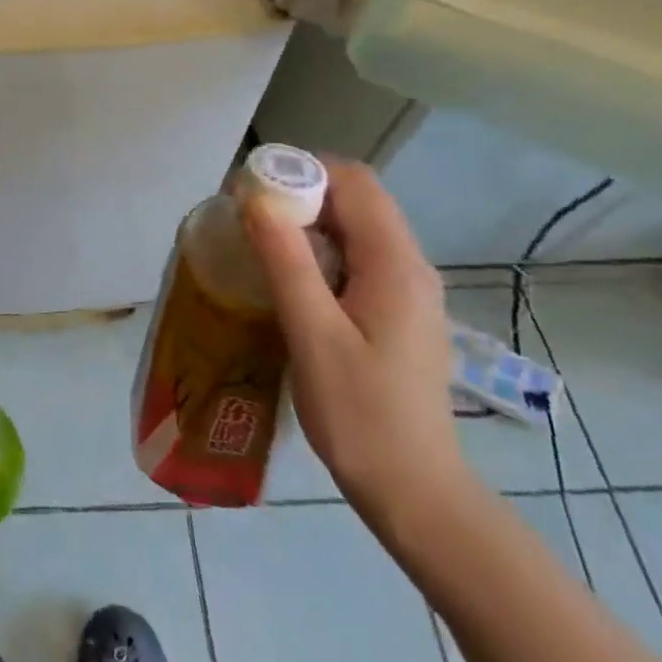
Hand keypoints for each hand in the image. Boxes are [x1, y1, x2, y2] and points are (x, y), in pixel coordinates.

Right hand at [243, 159, 471, 528]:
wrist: (416, 492)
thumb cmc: (361, 416)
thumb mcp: (313, 336)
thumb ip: (286, 262)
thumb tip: (254, 199)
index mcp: (396, 264)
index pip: (354, 182)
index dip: (302, 170)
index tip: (251, 190)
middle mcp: (409, 266)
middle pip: (356, 199)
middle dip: (299, 192)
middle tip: (246, 216)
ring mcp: (406, 290)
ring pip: (355, 228)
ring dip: (307, 222)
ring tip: (258, 242)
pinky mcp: (396, 312)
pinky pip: (356, 257)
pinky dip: (319, 250)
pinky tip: (287, 278)